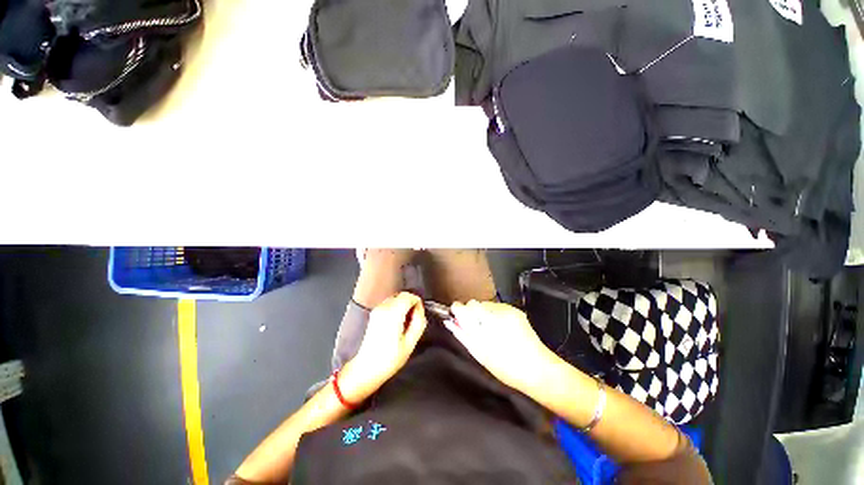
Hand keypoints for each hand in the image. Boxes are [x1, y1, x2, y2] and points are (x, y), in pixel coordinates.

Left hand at [340, 292, 427, 401]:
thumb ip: (418, 322)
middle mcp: (384, 308)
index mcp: (393, 314)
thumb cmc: (389, 359)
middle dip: (411, 303)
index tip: (420, 314)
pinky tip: (397, 323)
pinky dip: (397, 308)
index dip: (417, 302)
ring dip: (404, 305)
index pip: (409, 296)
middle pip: (402, 295)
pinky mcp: (374, 314)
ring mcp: (377, 310)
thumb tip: (420, 310)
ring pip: (396, 298)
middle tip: (415, 319)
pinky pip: (390, 304)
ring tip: (406, 323)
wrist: (366, 368)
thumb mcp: (410, 343)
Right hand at [446, 300, 553, 391]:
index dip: (458, 311)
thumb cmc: (507, 368)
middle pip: (474, 304)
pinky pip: (497, 308)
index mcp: (485, 324)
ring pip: (485, 305)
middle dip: (471, 313)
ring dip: (482, 314)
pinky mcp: (515, 311)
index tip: (456, 316)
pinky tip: (500, 330)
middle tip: (474, 329)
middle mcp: (496, 312)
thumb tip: (450, 323)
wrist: (539, 369)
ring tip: (489, 331)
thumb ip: (463, 335)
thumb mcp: (480, 354)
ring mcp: (507, 310)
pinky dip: (494, 315)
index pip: (464, 307)